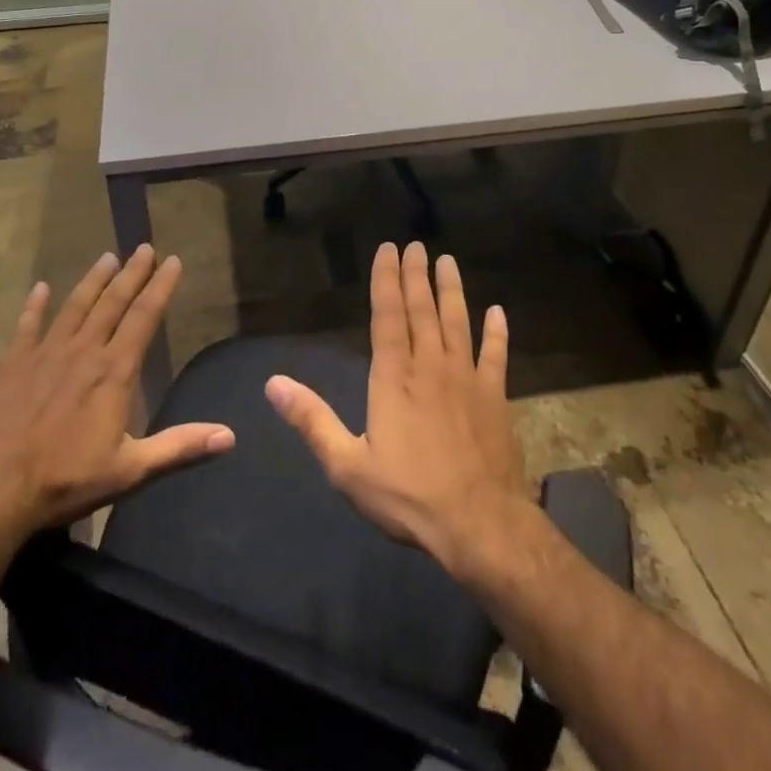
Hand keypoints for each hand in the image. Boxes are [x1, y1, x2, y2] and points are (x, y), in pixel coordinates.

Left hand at [0, 247, 232, 539]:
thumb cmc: (65, 480)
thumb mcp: (130, 471)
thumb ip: (179, 448)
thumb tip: (229, 436)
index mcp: (114, 372)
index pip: (144, 317)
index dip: (161, 287)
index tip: (173, 260)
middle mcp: (84, 351)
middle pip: (113, 303)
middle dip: (132, 273)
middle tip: (144, 247)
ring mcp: (46, 353)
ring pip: (75, 306)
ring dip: (93, 281)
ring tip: (107, 257)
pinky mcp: (13, 364)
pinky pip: (27, 326)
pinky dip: (35, 306)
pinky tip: (40, 288)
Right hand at [265, 243, 533, 581]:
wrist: (479, 525)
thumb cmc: (408, 495)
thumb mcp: (347, 465)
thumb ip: (312, 420)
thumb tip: (273, 383)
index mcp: (394, 377)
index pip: (388, 316)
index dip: (387, 280)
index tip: (388, 249)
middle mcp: (430, 366)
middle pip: (422, 310)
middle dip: (417, 275)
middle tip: (417, 245)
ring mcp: (467, 379)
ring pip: (457, 323)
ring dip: (452, 291)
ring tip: (448, 262)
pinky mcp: (494, 398)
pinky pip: (496, 356)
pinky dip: (497, 333)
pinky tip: (498, 312)